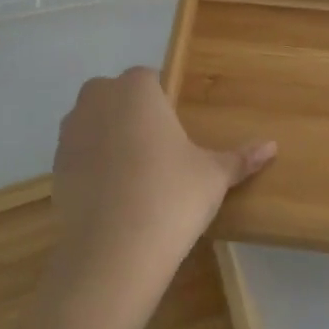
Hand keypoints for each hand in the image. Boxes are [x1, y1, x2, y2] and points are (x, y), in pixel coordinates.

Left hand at [50, 68, 274, 296]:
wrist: (114, 250)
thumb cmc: (172, 195)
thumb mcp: (213, 176)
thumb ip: (240, 157)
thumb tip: (273, 146)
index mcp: (137, 89)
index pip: (149, 78)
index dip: (163, 100)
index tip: (178, 129)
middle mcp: (98, 100)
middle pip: (116, 95)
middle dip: (133, 113)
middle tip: (159, 149)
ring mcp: (70, 132)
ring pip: (93, 122)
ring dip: (109, 137)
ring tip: (136, 173)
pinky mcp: (55, 166)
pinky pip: (79, 153)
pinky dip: (93, 165)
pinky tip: (114, 194)